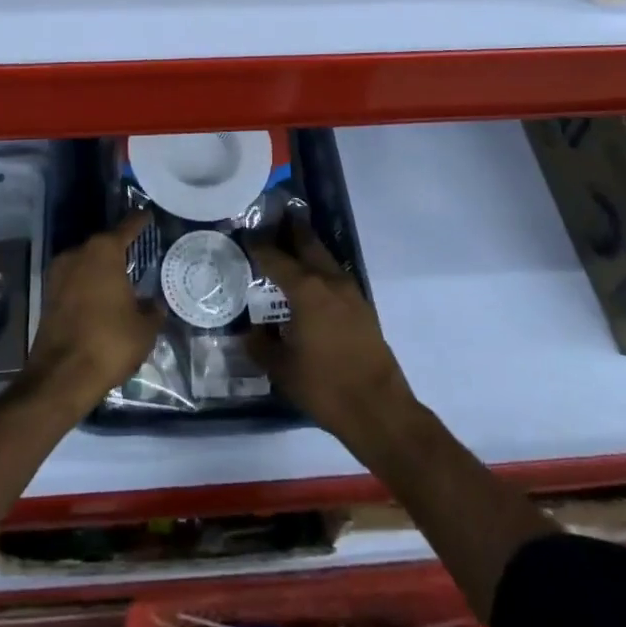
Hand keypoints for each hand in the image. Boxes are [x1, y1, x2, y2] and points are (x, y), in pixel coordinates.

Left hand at [23, 211, 162, 414]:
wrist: (62, 376)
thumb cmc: (109, 342)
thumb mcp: (144, 328)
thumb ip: (152, 310)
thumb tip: (154, 304)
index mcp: (104, 251)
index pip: (127, 227)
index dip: (139, 221)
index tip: (147, 214)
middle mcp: (78, 254)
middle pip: (103, 245)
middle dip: (119, 249)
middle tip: (137, 255)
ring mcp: (59, 274)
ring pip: (86, 264)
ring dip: (101, 270)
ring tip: (121, 281)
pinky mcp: (48, 296)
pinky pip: (75, 282)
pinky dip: (88, 287)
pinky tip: (102, 300)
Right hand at [247, 221, 418, 459]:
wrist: (379, 409)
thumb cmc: (325, 386)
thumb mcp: (281, 369)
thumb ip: (261, 346)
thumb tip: (249, 333)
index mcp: (306, 289)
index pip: (276, 257)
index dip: (259, 245)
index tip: (246, 233)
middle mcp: (329, 281)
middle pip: (308, 243)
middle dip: (290, 229)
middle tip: (274, 217)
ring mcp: (350, 292)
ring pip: (325, 257)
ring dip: (308, 246)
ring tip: (290, 243)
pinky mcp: (363, 307)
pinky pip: (335, 275)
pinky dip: (320, 267)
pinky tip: (311, 280)